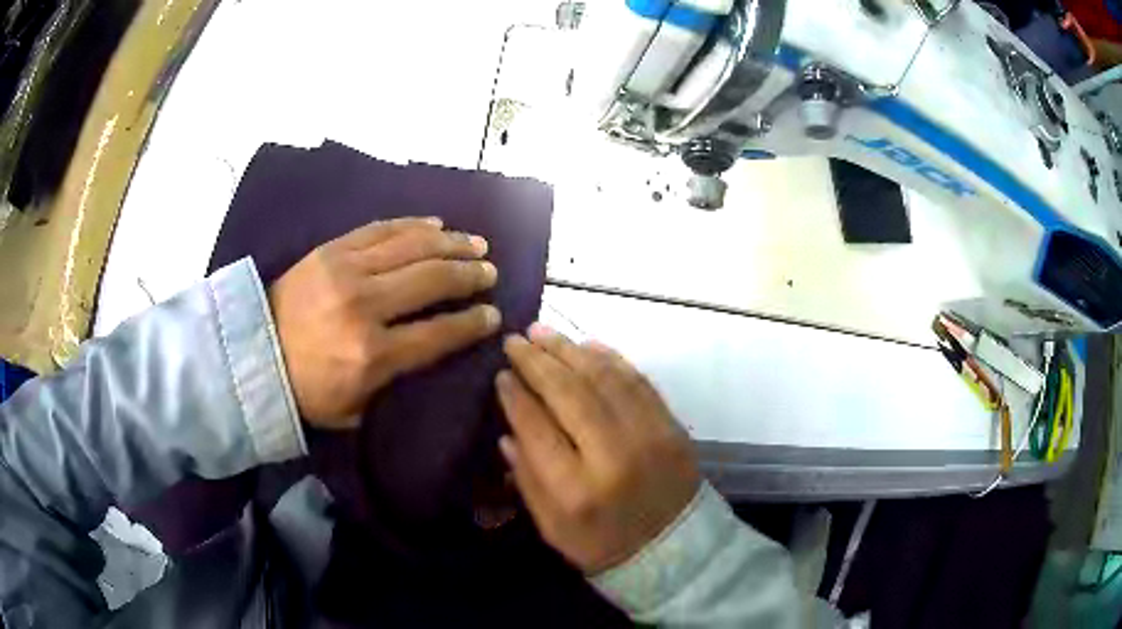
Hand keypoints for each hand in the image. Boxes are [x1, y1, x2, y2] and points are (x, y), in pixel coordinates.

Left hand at [269, 217, 500, 428]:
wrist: (253, 353)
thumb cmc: (306, 390)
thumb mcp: (355, 409)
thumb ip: (395, 382)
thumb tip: (431, 350)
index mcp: (372, 355)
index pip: (439, 332)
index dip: (473, 322)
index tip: (493, 314)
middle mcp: (365, 305)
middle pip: (432, 280)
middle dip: (469, 275)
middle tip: (490, 272)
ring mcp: (347, 271)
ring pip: (413, 247)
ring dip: (451, 243)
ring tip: (476, 243)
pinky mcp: (332, 249)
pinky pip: (381, 229)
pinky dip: (413, 225)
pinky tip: (436, 223)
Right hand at [497, 325, 699, 573]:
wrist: (675, 549)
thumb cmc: (603, 544)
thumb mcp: (552, 528)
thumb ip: (526, 480)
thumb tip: (507, 431)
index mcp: (577, 491)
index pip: (537, 428)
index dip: (515, 396)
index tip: (500, 374)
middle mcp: (613, 457)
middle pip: (569, 394)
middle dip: (537, 362)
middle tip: (516, 340)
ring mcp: (649, 436)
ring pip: (604, 379)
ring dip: (570, 350)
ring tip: (542, 333)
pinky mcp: (671, 426)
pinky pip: (637, 380)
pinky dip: (610, 358)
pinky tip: (586, 346)